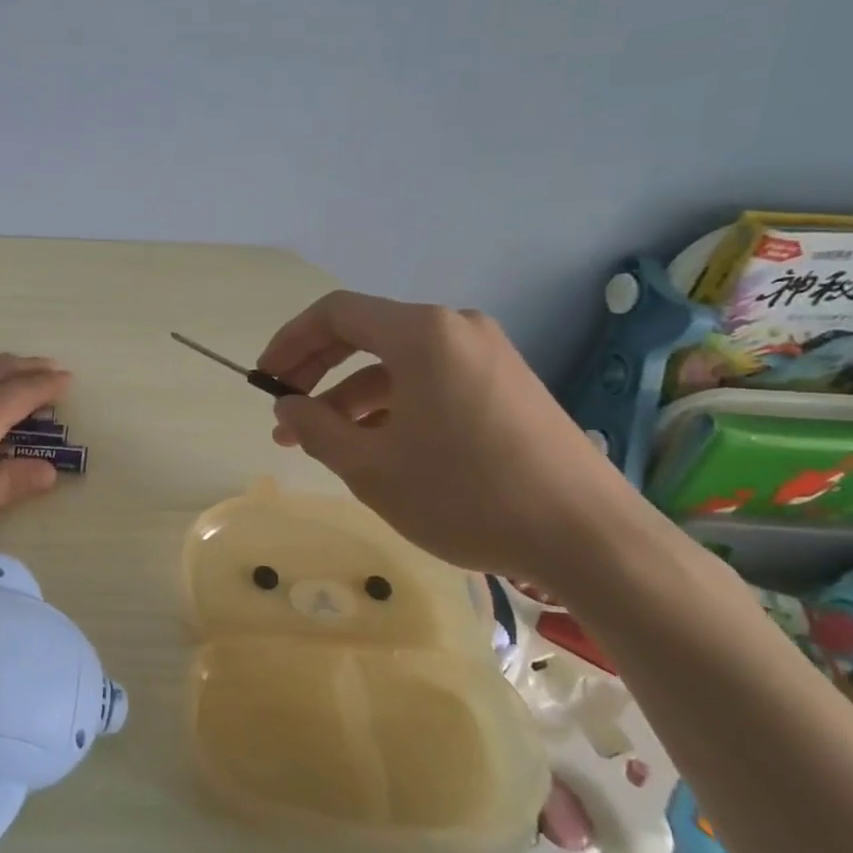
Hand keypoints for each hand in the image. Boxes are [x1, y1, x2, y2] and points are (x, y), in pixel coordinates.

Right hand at [256, 292, 639, 581]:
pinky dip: (394, 405)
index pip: (335, 313)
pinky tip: (378, 446)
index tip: (264, 381)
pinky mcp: (507, 385)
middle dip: (317, 372)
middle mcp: (456, 329)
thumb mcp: (371, 467)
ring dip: (353, 396)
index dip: (290, 342)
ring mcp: (488, 356)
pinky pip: (432, 381)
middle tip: (286, 414)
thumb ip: (315, 428)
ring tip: (324, 443)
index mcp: (422, 334)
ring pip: (399, 363)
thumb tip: (286, 407)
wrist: (589, 538)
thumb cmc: (466, 495)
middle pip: (367, 334)